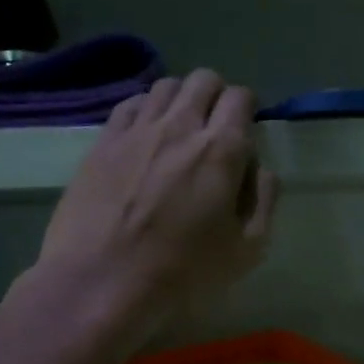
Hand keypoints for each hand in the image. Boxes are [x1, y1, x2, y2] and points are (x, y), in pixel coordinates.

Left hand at [37, 70, 278, 329]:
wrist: (100, 283)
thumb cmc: (182, 272)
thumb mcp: (247, 250)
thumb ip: (264, 200)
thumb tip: (260, 169)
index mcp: (221, 150)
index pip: (241, 98)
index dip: (248, 109)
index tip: (245, 132)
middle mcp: (180, 126)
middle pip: (204, 80)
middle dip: (217, 96)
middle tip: (215, 128)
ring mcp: (137, 130)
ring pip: (166, 86)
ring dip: (181, 100)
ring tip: (179, 130)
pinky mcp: (103, 142)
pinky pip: (130, 104)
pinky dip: (146, 110)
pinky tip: (145, 137)